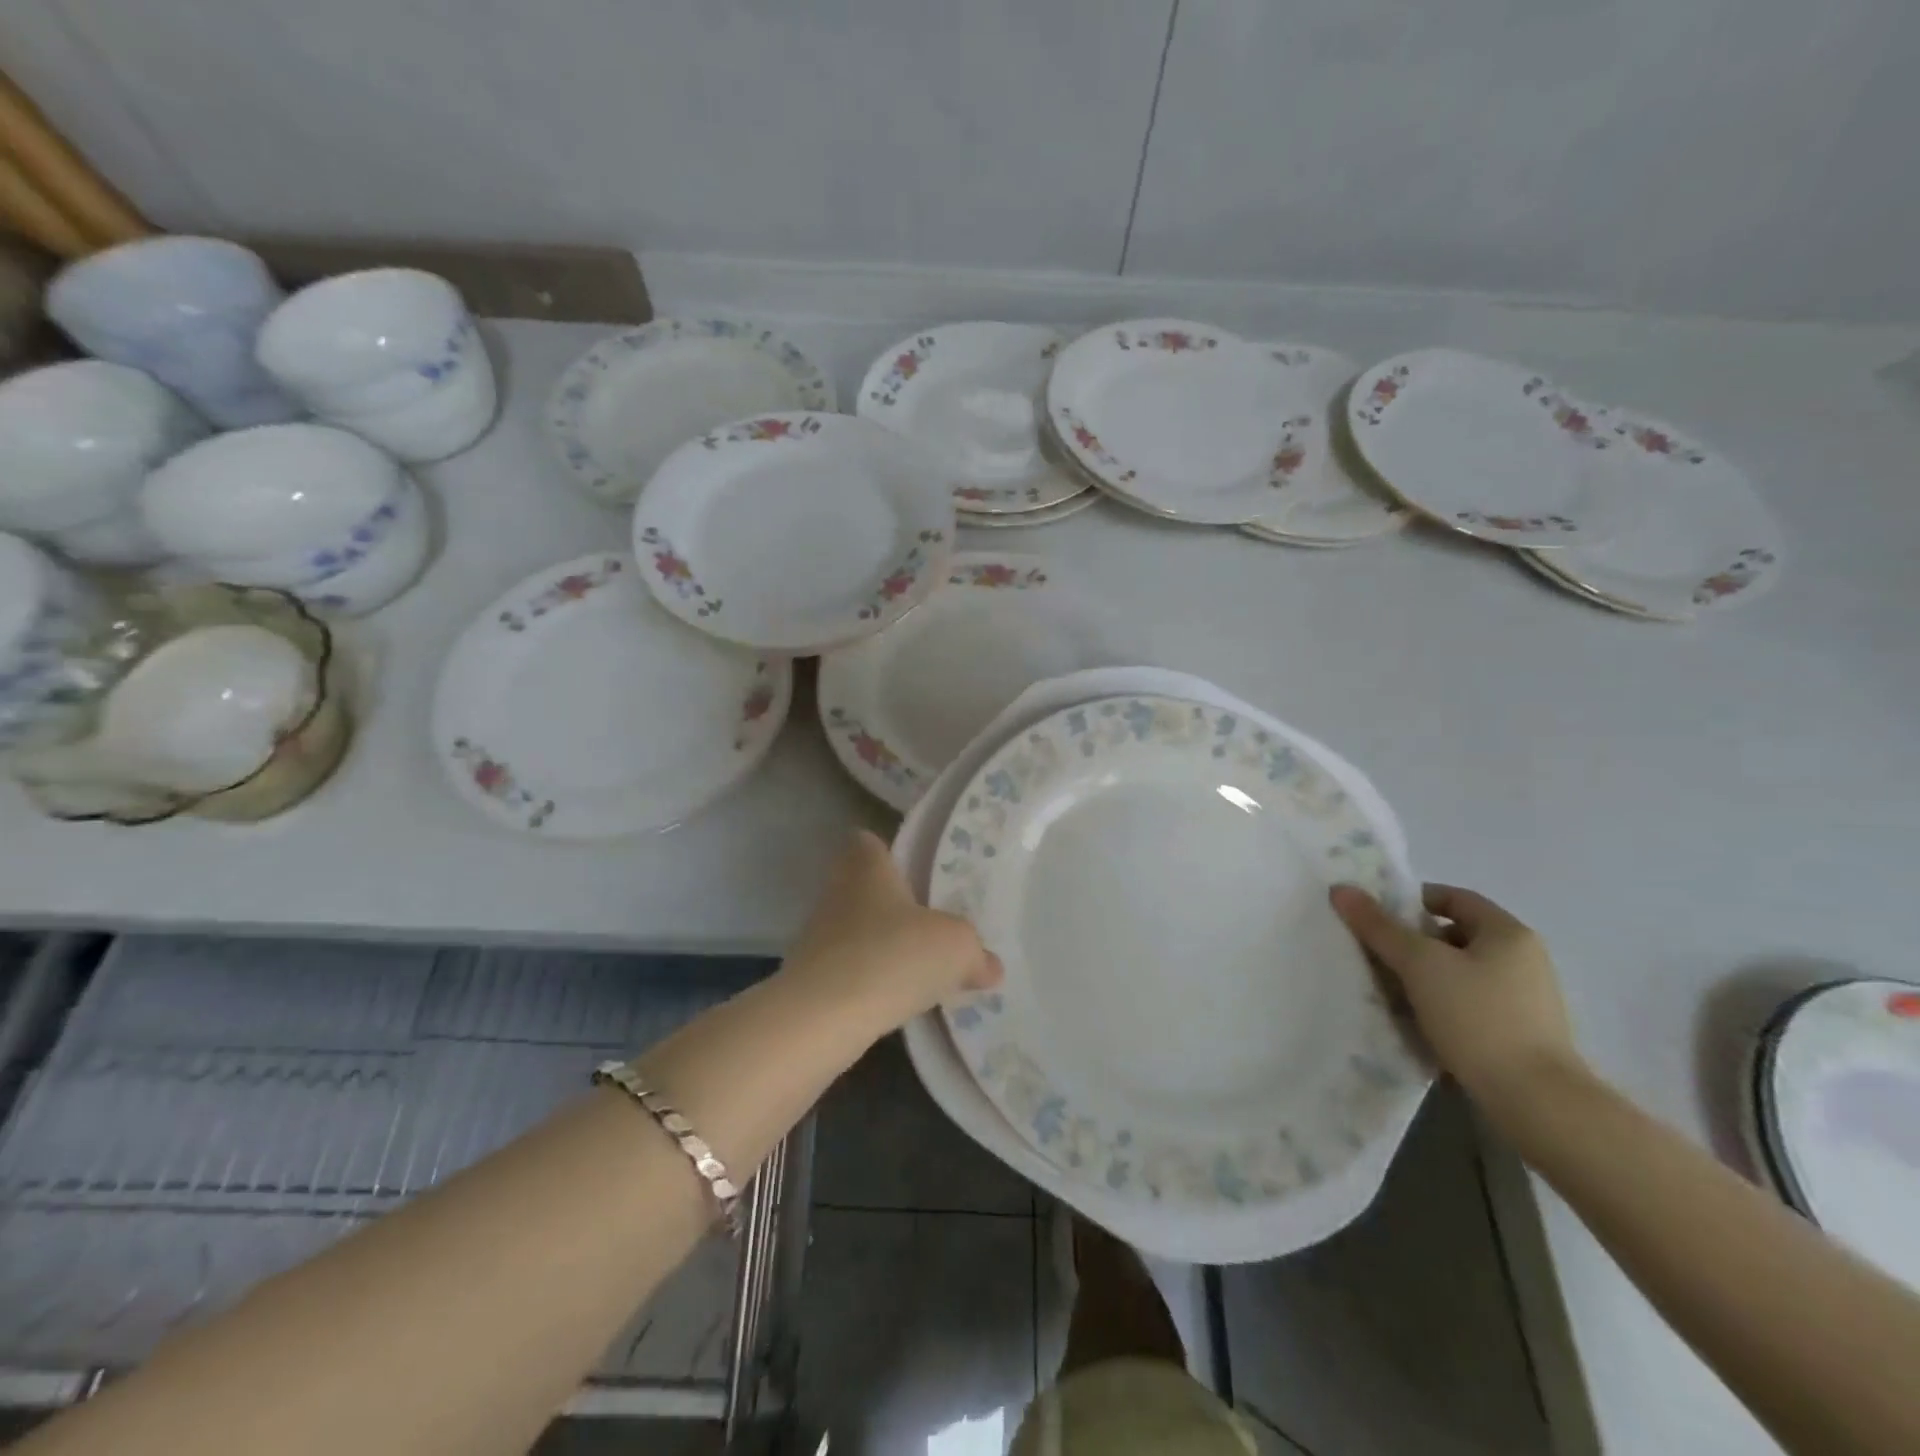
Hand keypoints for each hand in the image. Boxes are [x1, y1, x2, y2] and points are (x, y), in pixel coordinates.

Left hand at [782, 831, 1002, 1034]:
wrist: (822, 1018)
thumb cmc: (892, 956)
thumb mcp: (956, 948)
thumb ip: (976, 952)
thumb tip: (990, 966)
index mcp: (867, 868)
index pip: (868, 841)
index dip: (888, 851)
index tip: (914, 869)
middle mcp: (837, 894)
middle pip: (862, 887)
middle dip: (890, 904)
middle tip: (928, 923)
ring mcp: (817, 938)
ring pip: (855, 931)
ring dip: (880, 945)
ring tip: (917, 968)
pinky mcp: (810, 980)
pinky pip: (847, 971)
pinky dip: (868, 981)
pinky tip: (895, 1001)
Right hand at [1330, 883, 1584, 1112]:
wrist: (1536, 1102)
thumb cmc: (1478, 1018)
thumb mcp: (1420, 965)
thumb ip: (1379, 926)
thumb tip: (1341, 889)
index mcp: (1508, 933)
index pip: (1454, 897)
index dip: (1412, 900)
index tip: (1377, 917)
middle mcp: (1524, 960)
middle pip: (1455, 935)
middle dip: (1412, 942)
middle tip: (1375, 954)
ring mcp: (1526, 999)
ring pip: (1460, 972)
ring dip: (1423, 977)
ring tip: (1387, 991)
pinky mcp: (1520, 1034)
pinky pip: (1470, 1004)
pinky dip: (1441, 1005)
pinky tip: (1416, 1022)